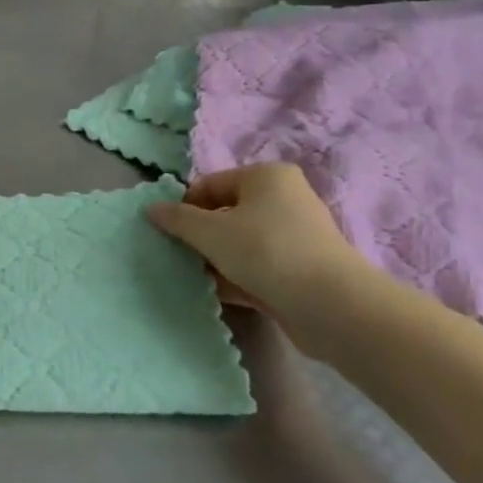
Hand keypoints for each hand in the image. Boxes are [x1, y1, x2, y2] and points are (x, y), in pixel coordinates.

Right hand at [147, 164, 374, 354]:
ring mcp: (296, 236)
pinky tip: (216, 294)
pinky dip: (237, 278)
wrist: (331, 305)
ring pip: (242, 243)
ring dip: (216, 259)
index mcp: (266, 176)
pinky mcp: (301, 270)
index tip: (169, 233)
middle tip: (180, 256)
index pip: (210, 184)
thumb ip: (177, 219)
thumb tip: (151, 209)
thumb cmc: (265, 251)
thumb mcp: (210, 232)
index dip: (185, 207)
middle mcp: (285, 199)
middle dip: (201, 236)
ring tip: (194, 278)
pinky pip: (258, 268)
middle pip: (227, 213)